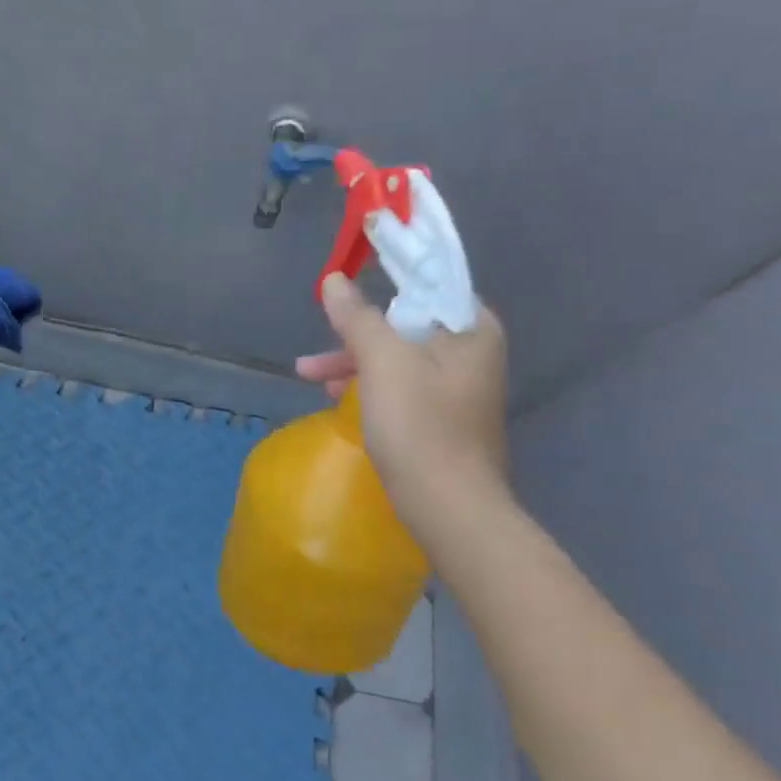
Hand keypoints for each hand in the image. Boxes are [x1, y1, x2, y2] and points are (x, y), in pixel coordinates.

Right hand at [297, 272, 510, 533]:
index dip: (387, 273)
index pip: (429, 280)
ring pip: (397, 356)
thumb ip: (357, 316)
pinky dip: (369, 385)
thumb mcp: (382, 361)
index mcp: (471, 328)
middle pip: (405, 321)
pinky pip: (400, 384)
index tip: (348, 275)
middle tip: (315, 346)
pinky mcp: (442, 415)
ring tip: (310, 379)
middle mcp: (471, 351)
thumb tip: (334, 280)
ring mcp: (457, 386)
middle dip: (355, 332)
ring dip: (353, 361)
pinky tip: (338, 401)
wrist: (448, 507)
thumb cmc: (419, 425)